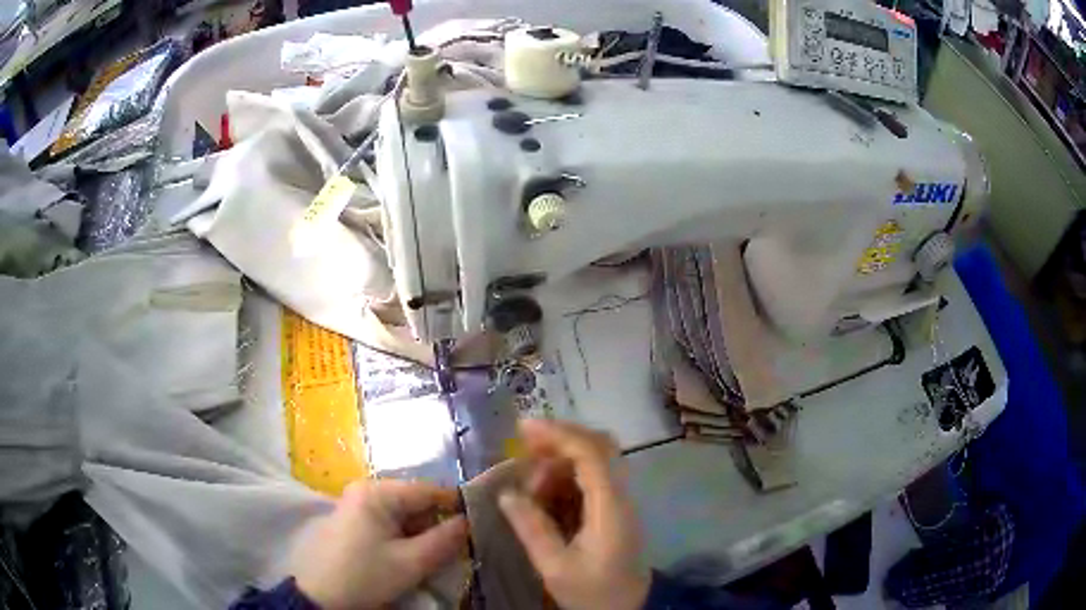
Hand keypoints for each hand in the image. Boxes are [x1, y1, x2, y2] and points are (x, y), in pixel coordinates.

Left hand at [290, 479, 467, 608]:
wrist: (319, 596)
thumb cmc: (364, 575)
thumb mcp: (410, 563)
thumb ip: (444, 540)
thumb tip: (469, 522)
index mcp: (377, 492)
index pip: (428, 490)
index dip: (456, 506)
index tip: (479, 524)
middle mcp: (366, 491)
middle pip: (415, 503)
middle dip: (437, 526)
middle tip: (456, 550)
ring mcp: (357, 506)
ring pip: (403, 516)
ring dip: (422, 536)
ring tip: (434, 558)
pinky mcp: (353, 523)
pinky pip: (389, 525)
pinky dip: (405, 540)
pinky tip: (410, 559)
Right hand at [499, 419, 650, 609]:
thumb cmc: (592, 593)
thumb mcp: (555, 567)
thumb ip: (532, 529)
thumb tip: (507, 494)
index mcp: (610, 507)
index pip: (591, 454)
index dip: (558, 434)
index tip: (522, 429)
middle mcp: (620, 496)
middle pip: (599, 447)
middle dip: (560, 440)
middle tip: (524, 447)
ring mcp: (620, 502)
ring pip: (595, 462)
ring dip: (560, 463)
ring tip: (531, 486)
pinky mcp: (614, 511)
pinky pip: (592, 480)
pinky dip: (566, 478)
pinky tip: (544, 496)